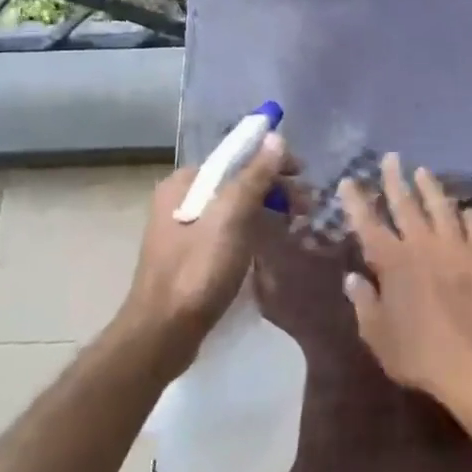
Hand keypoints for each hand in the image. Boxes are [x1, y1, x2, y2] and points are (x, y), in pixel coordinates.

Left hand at [117, 133, 290, 373]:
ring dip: (267, 210)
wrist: (163, 333)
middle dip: (273, 188)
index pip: (234, 157)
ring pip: (234, 209)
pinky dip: (252, 231)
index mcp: (183, 184)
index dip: (272, 160)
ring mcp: (183, 230)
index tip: (303, 175)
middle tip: (307, 206)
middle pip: (235, 182)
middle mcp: (179, 200)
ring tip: (297, 223)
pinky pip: (228, 232)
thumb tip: (276, 137)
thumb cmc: (198, 270)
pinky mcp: (191, 257)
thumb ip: (254, 176)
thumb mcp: (232, 218)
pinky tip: (271, 243)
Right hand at [340, 153, 471, 423]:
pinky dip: (471, 217)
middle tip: (392, 158)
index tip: (349, 180)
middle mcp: (424, 245)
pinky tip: (468, 210)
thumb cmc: (417, 353)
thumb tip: (353, 278)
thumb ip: (364, 302)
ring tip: (423, 172)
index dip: (356, 200)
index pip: (368, 222)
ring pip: (442, 208)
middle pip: (406, 204)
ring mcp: (457, 249)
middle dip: (395, 179)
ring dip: (431, 188)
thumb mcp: (377, 334)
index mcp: (393, 261)